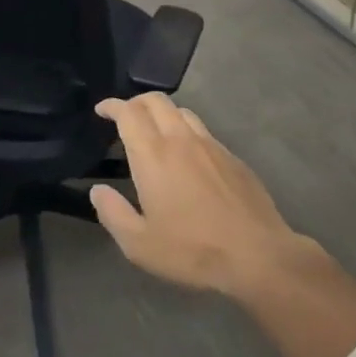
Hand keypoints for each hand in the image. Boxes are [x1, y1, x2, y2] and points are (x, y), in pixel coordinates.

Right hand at [89, 92, 301, 294]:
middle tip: (125, 117)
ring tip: (156, 132)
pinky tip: (189, 156)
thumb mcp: (140, 245)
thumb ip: (113, 214)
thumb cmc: (193, 250)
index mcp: (153, 155)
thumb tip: (98, 190)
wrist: (258, 255)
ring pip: (182, 112)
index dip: (112, 106)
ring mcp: (210, 145)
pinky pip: (203, 131)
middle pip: (155, 101)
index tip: (102, 110)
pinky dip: (186, 131)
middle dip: (136, 102)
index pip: (128, 113)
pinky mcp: (232, 157)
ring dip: (163, 113)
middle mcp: (180, 140)